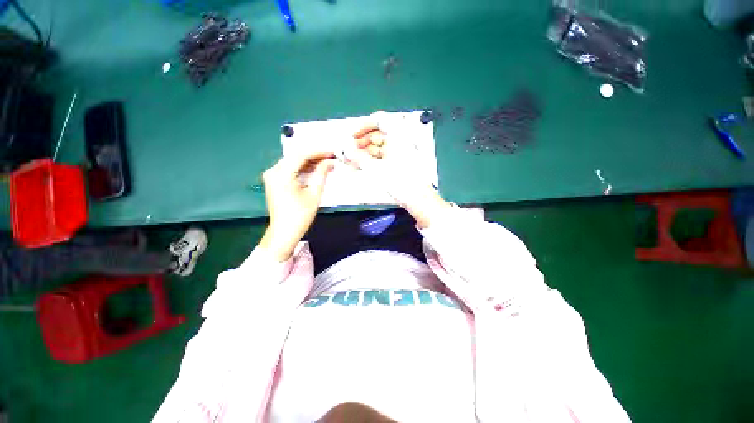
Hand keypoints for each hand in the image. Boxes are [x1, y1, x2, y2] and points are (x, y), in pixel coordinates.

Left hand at [258, 151, 335, 260]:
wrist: (283, 232)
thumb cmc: (300, 215)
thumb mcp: (314, 194)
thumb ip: (321, 174)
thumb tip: (330, 162)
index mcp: (282, 174)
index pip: (301, 155)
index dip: (318, 152)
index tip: (332, 153)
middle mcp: (273, 171)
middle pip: (295, 156)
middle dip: (314, 156)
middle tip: (330, 158)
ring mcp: (271, 176)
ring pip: (292, 162)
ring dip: (308, 162)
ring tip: (325, 164)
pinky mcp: (273, 181)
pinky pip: (289, 169)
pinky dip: (302, 168)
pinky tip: (314, 170)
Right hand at [350, 119, 450, 228]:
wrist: (418, 199)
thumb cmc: (400, 182)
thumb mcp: (376, 169)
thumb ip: (358, 158)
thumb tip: (345, 150)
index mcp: (398, 136)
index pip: (380, 120)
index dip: (364, 126)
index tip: (353, 136)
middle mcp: (401, 141)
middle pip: (379, 134)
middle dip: (363, 141)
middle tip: (351, 151)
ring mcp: (401, 152)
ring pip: (381, 146)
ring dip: (366, 151)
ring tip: (354, 161)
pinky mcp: (401, 163)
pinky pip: (384, 156)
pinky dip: (373, 159)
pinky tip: (363, 166)